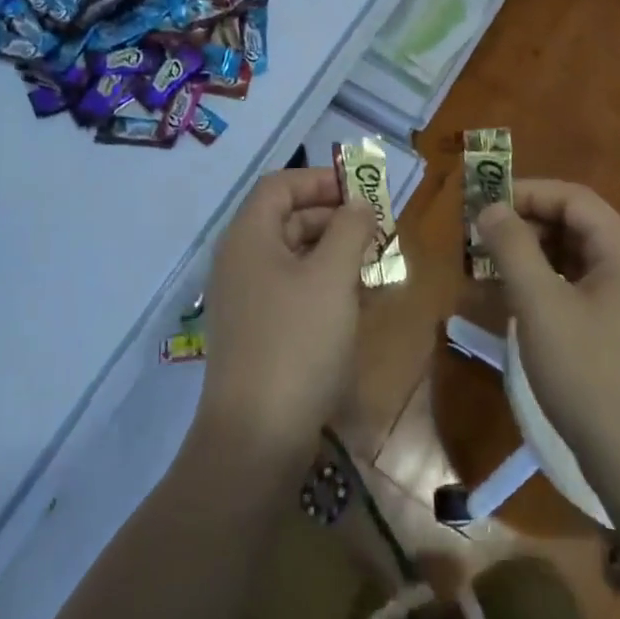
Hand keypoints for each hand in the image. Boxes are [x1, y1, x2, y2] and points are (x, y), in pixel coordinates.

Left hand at [196, 168, 375, 468]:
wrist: (257, 438)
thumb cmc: (297, 342)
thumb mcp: (332, 277)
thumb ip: (349, 230)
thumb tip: (359, 204)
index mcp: (249, 236)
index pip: (280, 185)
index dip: (321, 180)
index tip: (362, 192)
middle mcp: (241, 261)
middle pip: (288, 219)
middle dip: (335, 219)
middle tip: (378, 231)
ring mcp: (247, 299)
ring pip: (294, 257)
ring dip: (335, 254)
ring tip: (376, 265)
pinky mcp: (258, 332)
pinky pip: (293, 291)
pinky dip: (325, 285)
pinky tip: (357, 301)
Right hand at [476, 181, 619, 496]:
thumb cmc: (591, 378)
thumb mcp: (541, 307)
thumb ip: (513, 248)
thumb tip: (491, 208)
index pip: (573, 198)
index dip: (525, 193)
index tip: (482, 205)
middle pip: (578, 224)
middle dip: (527, 225)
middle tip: (481, 239)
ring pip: (579, 258)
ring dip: (535, 255)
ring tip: (492, 268)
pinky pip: (586, 288)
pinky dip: (551, 284)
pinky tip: (521, 302)